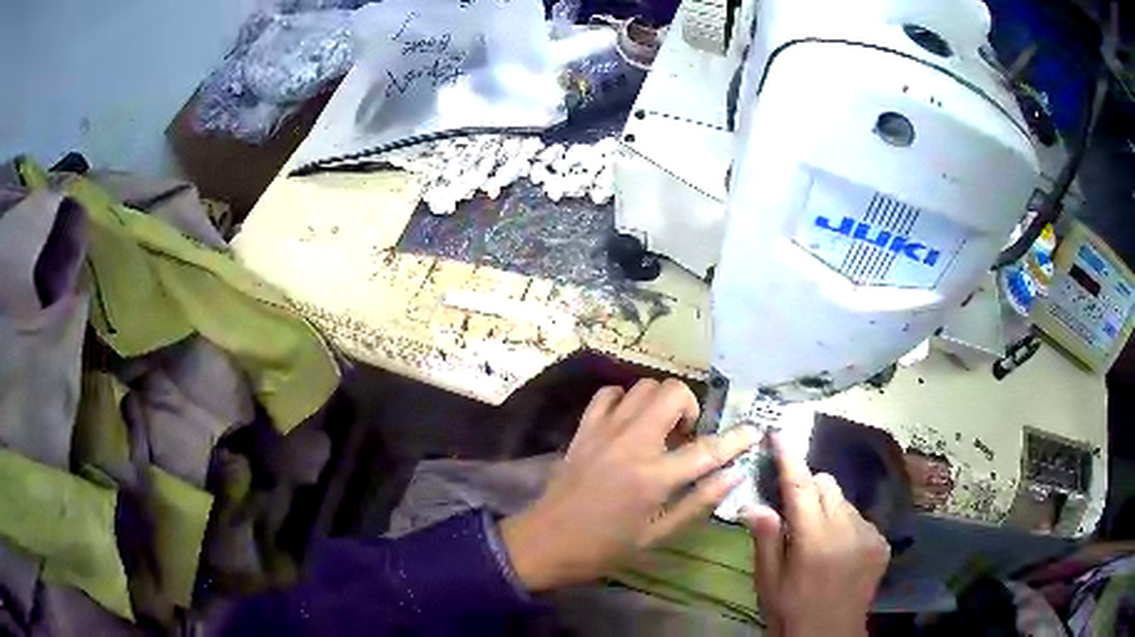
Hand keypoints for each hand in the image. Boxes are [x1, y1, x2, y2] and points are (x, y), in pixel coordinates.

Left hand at [500, 379, 759, 590]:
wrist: (545, 541)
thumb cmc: (605, 547)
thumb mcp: (658, 535)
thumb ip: (698, 502)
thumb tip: (734, 475)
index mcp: (654, 478)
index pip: (707, 449)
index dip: (737, 438)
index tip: (754, 429)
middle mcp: (632, 443)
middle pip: (673, 393)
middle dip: (691, 408)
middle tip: (686, 437)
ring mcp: (604, 431)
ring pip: (644, 386)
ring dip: (661, 402)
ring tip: (659, 431)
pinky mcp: (583, 429)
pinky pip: (609, 394)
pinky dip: (625, 400)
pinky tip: (627, 423)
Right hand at [741, 434, 889, 636]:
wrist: (829, 636)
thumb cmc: (790, 611)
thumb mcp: (768, 580)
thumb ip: (765, 538)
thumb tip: (753, 502)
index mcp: (814, 541)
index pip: (800, 487)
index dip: (789, 458)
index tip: (779, 433)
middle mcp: (847, 530)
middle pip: (827, 484)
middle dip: (809, 487)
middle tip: (794, 511)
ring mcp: (869, 535)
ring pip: (844, 500)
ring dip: (827, 507)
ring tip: (817, 537)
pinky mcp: (881, 543)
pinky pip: (860, 517)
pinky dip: (845, 523)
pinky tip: (838, 550)